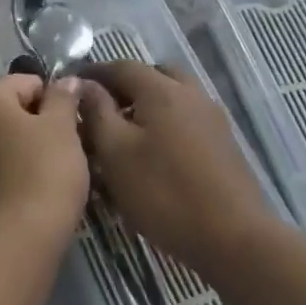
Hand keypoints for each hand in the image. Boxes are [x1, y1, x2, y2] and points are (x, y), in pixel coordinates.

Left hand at [0, 74, 88, 240]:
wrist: (8, 245)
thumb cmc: (41, 174)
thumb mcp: (63, 130)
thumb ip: (63, 98)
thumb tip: (65, 80)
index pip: (27, 84)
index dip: (54, 104)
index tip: (71, 131)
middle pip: (4, 114)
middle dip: (31, 129)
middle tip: (60, 156)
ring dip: (12, 154)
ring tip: (40, 183)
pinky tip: (17, 203)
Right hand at [79, 61, 271, 274]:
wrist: (233, 238)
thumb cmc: (164, 193)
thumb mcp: (115, 153)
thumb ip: (97, 112)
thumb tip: (83, 83)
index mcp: (162, 90)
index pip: (121, 66)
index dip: (94, 73)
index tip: (72, 87)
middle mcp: (190, 94)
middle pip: (153, 75)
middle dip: (125, 86)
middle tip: (102, 109)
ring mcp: (212, 118)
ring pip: (173, 96)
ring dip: (147, 105)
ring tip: (125, 134)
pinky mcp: (223, 143)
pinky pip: (187, 118)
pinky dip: (166, 122)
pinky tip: (154, 154)